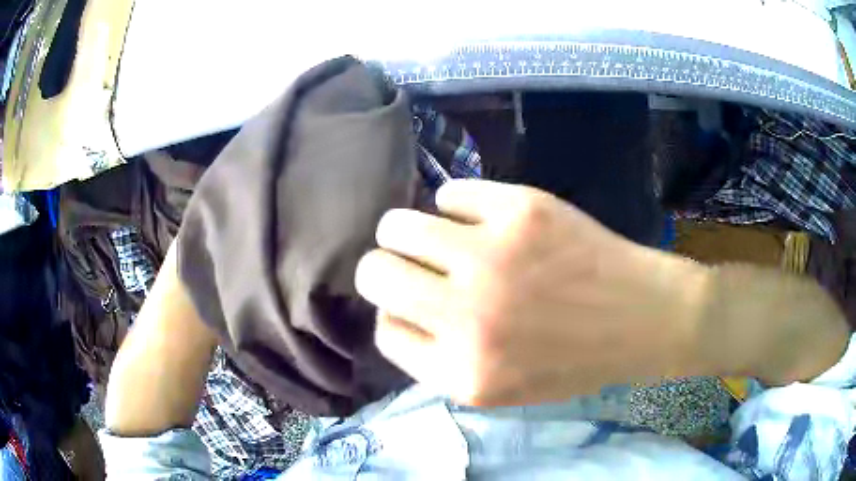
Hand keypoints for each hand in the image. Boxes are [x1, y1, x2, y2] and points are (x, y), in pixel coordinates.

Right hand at [355, 180, 710, 405]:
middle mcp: (468, 316)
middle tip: (414, 265)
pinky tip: (483, 219)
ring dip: (409, 231)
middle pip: (374, 273)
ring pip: (398, 224)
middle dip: (384, 268)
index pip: (384, 331)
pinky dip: (457, 207)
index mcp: (462, 372)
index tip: (416, 305)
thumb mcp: (498, 388)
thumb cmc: (573, 360)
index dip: (395, 314)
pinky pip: (450, 194)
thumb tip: (395, 306)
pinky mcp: (521, 209)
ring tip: (439, 237)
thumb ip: (437, 358)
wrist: (642, 318)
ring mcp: (493, 255)